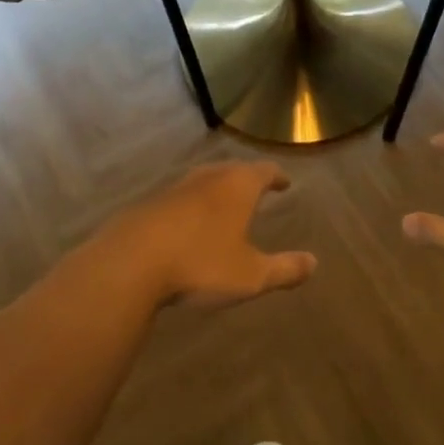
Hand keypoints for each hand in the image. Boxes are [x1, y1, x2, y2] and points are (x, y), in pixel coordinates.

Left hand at [96, 161, 316, 308]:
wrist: (130, 263)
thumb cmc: (200, 264)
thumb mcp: (251, 275)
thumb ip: (284, 269)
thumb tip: (313, 263)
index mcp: (237, 187)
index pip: (264, 171)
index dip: (276, 176)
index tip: (284, 182)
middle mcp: (207, 178)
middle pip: (231, 169)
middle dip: (246, 178)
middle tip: (256, 188)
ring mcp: (174, 189)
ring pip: (202, 181)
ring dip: (215, 190)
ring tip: (223, 204)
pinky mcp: (148, 205)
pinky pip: (178, 199)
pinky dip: (190, 206)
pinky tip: (186, 225)